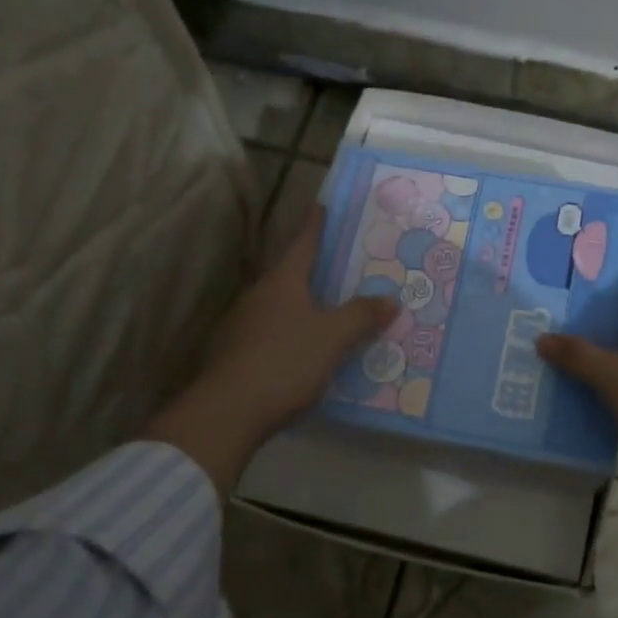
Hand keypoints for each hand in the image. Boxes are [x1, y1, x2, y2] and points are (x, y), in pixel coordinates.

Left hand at [146, 208, 398, 493]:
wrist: (227, 412)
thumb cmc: (284, 361)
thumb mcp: (333, 338)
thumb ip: (361, 316)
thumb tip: (390, 299)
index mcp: (282, 282)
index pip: (303, 243)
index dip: (316, 225)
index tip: (323, 205)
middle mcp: (259, 295)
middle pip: (291, 273)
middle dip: (315, 268)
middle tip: (343, 265)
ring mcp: (243, 325)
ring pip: (280, 305)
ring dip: (303, 303)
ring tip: (331, 309)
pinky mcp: (236, 354)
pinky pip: (273, 332)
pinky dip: (292, 332)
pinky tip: (307, 348)